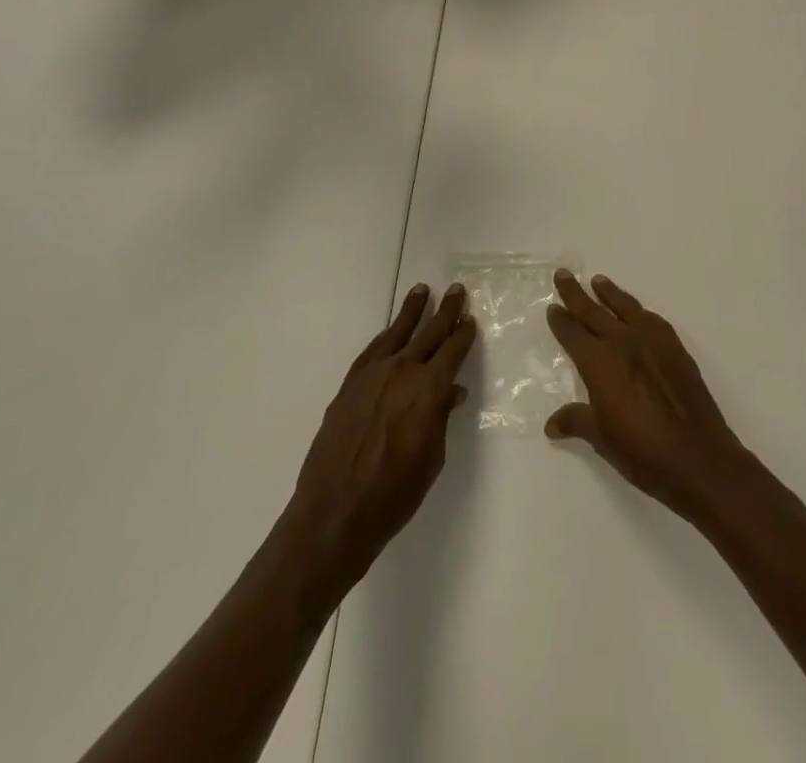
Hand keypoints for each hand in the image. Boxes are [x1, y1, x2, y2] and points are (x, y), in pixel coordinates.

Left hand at [276, 283, 475, 606]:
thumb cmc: (394, 494)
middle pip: (429, 334)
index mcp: (429, 389)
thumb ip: (441, 417)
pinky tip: (391, 330)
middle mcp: (402, 372)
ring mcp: (372, 376)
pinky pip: (372, 350)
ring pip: (398, 333)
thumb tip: (452, 392)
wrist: (334, 514)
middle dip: (446, 312)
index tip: (471, 319)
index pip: (453, 352)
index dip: (464, 334)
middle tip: (457, 291)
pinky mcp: (349, 386)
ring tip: (423, 290)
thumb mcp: (432, 458)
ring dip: (412, 311)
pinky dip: (386, 336)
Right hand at [544, 271, 753, 520]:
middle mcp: (624, 343)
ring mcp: (653, 342)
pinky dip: (639, 311)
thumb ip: (577, 421)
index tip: (552, 306)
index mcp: (599, 363)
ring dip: (609, 293)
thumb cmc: (642, 452)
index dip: (561, 320)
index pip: (573, 334)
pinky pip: (652, 320)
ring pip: (625, 308)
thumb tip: (552, 424)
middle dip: (577, 294)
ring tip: (598, 281)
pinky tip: (637, 312)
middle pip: (594, 312)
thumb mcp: (602, 439)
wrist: (697, 457)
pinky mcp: (676, 348)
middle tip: (564, 274)